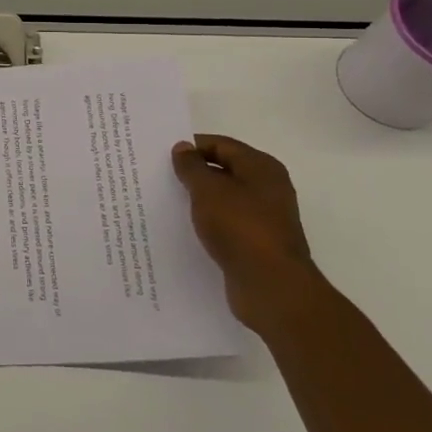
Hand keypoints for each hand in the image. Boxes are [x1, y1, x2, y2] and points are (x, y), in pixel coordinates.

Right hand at [171, 135, 329, 337]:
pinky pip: (227, 225)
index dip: (192, 147)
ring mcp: (264, 218)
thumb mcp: (208, 190)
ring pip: (224, 200)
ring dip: (199, 200)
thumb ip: (192, 167)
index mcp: (261, 167)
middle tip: (160, 177)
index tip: (161, 155)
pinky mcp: (257, 244)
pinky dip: (208, 223)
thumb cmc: (240, 227)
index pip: (221, 145)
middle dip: (194, 173)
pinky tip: (186, 230)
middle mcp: (267, 188)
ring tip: (167, 203)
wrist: (272, 286)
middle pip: (224, 171)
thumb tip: (183, 147)